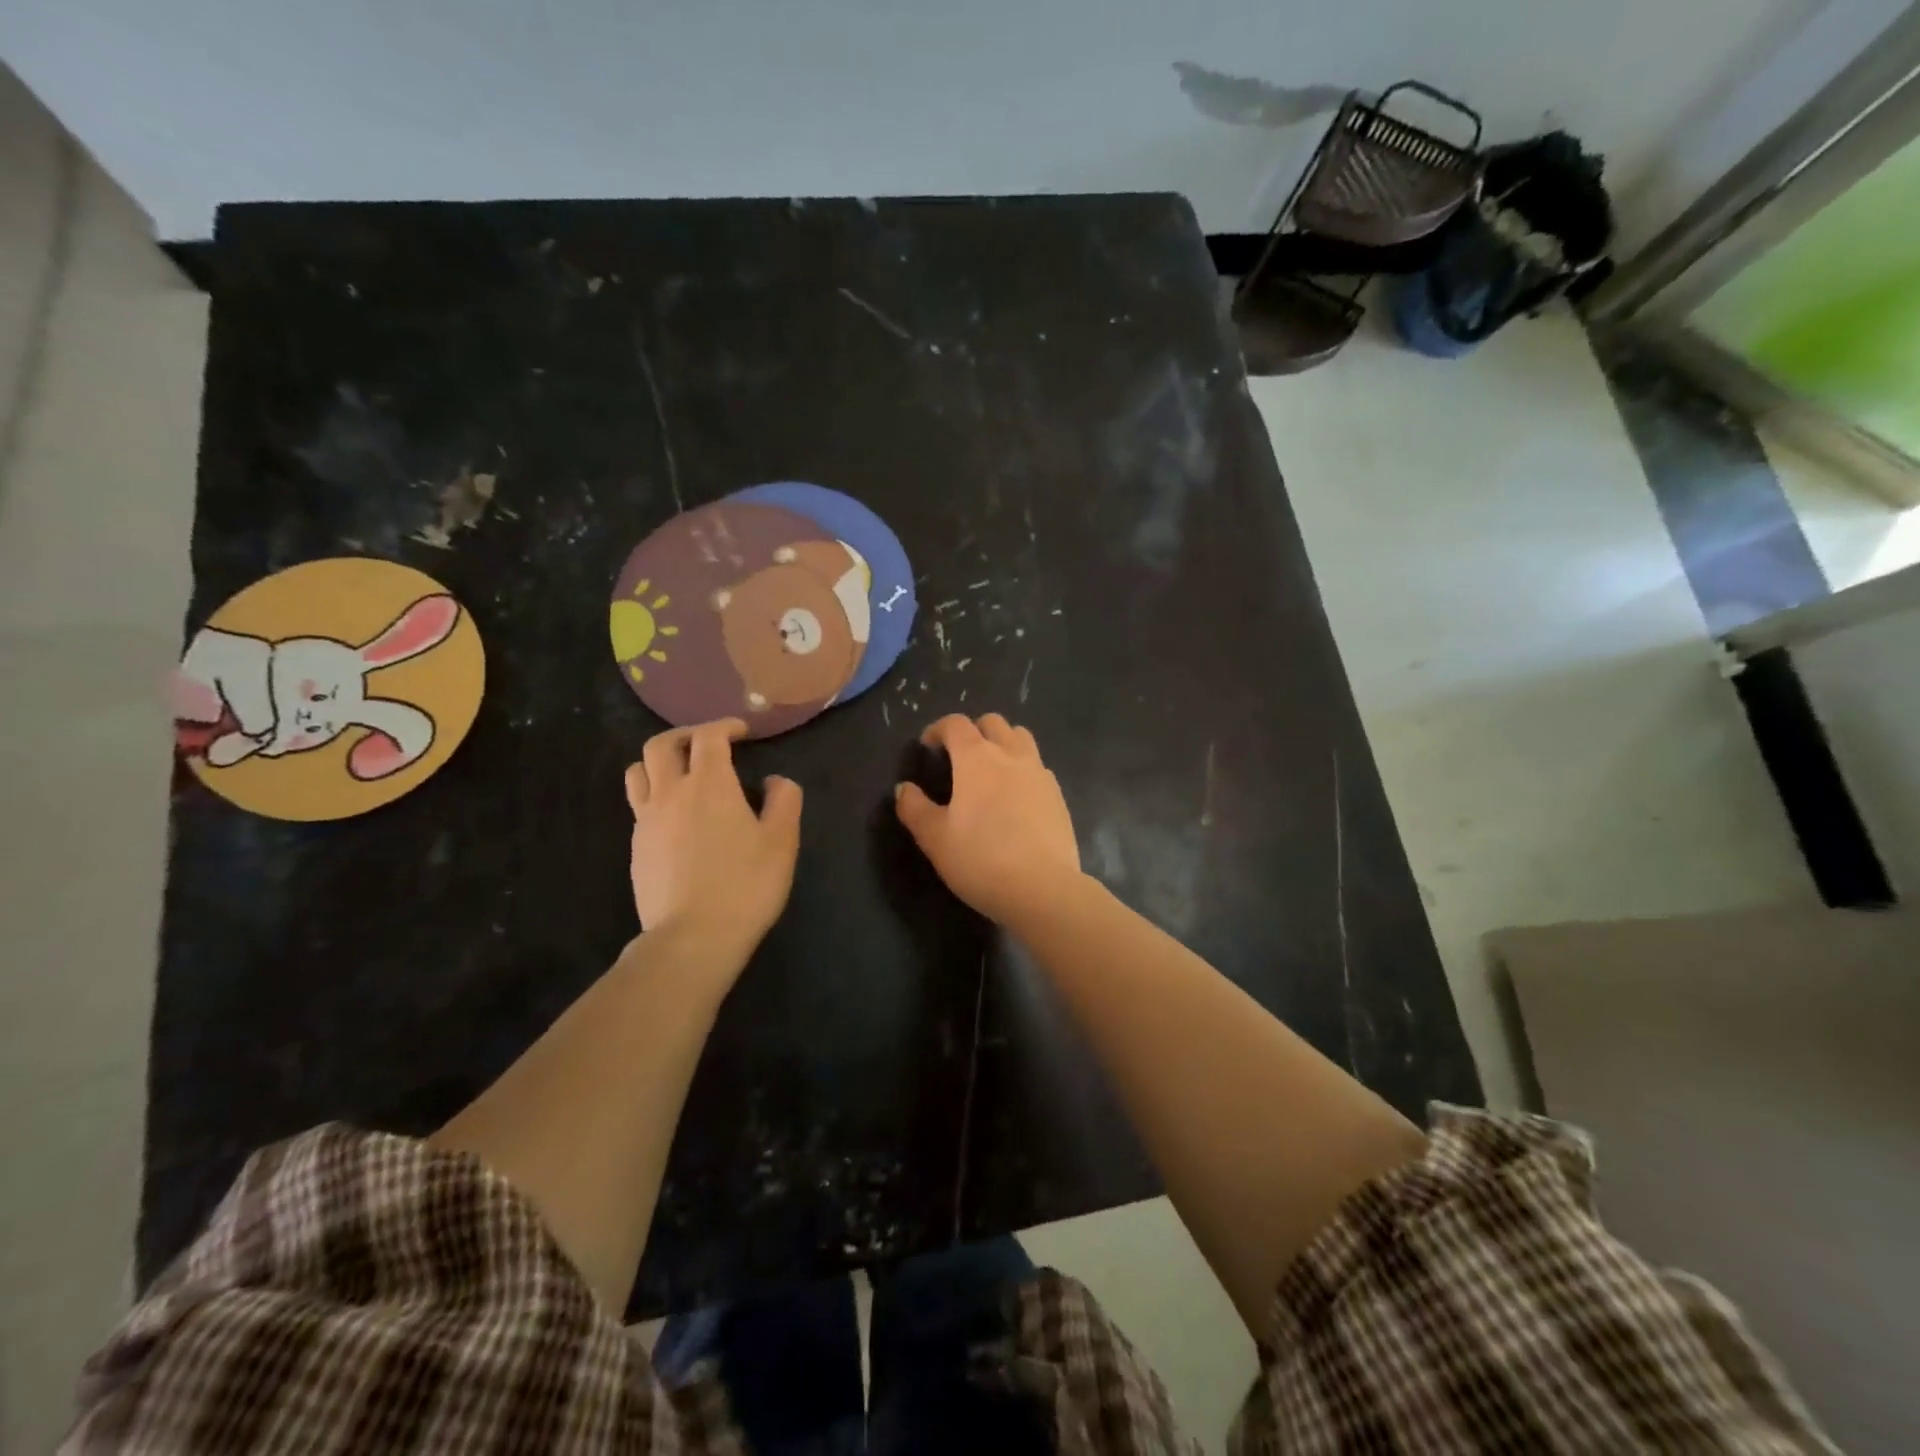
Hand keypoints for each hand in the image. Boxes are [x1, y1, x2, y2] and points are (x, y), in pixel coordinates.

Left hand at [626, 720, 802, 967]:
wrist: (693, 937)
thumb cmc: (746, 884)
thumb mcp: (783, 841)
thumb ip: (785, 800)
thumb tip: (775, 781)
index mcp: (709, 784)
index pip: (709, 736)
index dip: (724, 726)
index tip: (741, 732)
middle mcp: (671, 793)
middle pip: (661, 745)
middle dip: (685, 735)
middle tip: (706, 744)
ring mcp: (647, 821)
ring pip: (638, 772)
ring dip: (659, 762)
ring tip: (681, 774)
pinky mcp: (637, 848)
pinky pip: (639, 806)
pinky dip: (656, 796)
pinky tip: (677, 818)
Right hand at [895, 713, 1082, 929]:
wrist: (1043, 889)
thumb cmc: (981, 859)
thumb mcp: (935, 838)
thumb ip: (915, 809)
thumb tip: (904, 789)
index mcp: (977, 758)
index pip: (956, 724)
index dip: (938, 729)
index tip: (928, 746)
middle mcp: (1011, 755)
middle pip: (993, 723)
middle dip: (973, 731)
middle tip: (959, 756)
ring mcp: (1040, 773)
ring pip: (1021, 737)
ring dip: (1002, 743)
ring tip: (990, 770)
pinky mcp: (1058, 795)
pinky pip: (1037, 766)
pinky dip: (1022, 769)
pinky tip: (1015, 798)